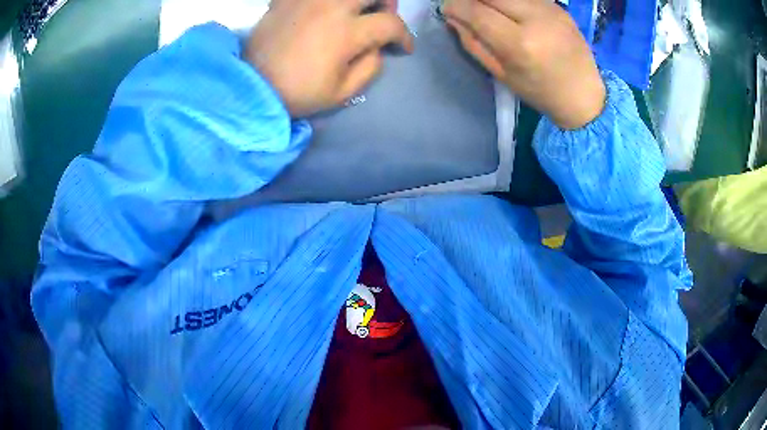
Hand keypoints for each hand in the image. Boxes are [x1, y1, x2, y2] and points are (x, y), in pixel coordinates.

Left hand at [245, 0, 413, 117]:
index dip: (404, 36)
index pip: (390, 24)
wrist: (252, 87)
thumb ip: (370, 66)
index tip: (403, 47)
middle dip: (387, 3)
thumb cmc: (298, 93)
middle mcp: (331, 6)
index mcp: (346, 32)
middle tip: (382, 17)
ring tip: (355, 11)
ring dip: (359, 0)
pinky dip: (328, 2)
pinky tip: (326, 12)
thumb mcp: (342, 93)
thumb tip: (378, 47)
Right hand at [443, 0, 605, 128]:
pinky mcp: (558, 6)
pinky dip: (509, 0)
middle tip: (465, 6)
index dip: (455, 6)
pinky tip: (507, 9)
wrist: (584, 95)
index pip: (477, 12)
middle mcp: (536, 19)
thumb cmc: (541, 92)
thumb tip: (453, 18)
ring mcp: (550, 10)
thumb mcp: (502, 74)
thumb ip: (474, 43)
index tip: (446, 8)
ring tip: (485, 8)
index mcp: (520, 44)